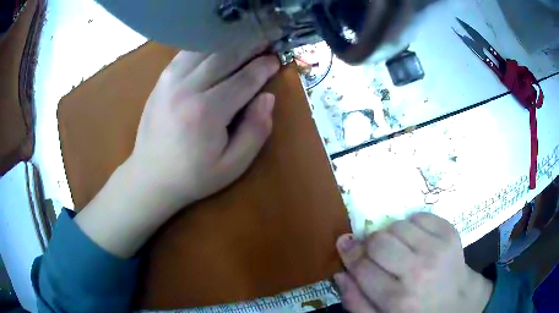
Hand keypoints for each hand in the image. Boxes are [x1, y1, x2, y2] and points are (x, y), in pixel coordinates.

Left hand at [129, 47, 279, 212]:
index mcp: (206, 112)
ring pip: (206, 49)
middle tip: (265, 42)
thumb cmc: (193, 176)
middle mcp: (187, 88)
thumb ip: (255, 131)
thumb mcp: (233, 165)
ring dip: (229, 43)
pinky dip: (206, 46)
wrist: (150, 177)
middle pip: (225, 56)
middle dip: (249, 47)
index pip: (243, 79)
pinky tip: (217, 46)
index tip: (275, 60)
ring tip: (245, 40)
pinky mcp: (161, 80)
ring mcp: (170, 80)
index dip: (263, 67)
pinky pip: (187, 53)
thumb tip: (267, 97)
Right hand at [334, 213, 492, 312]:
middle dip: (370, 244)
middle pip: (379, 241)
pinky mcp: (450, 233)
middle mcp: (418, 272)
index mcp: (398, 299)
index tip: (344, 245)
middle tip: (375, 252)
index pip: (362, 267)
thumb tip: (340, 273)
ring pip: (398, 225)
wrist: (458, 302)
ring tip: (398, 249)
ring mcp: (437, 249)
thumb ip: (356, 302)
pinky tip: (415, 241)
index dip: (350, 254)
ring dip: (392, 235)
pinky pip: (419, 216)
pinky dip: (411, 225)